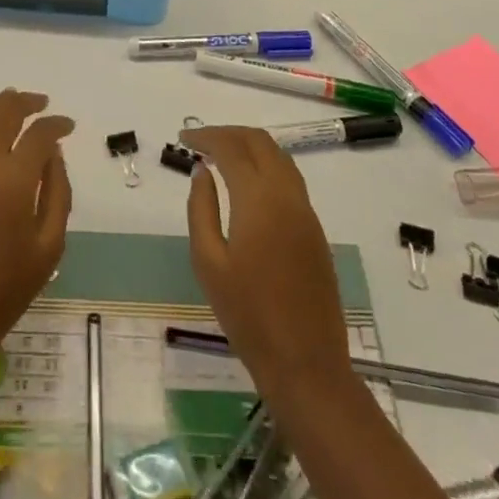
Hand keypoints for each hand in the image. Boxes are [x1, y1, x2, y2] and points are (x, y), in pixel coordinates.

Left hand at [0, 90, 73, 381]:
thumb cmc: (6, 289)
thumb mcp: (49, 245)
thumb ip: (57, 191)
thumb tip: (53, 154)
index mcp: (12, 179)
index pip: (39, 133)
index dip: (56, 124)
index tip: (68, 125)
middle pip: (2, 111)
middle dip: (24, 101)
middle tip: (40, 103)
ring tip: (14, 108)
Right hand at [183, 126, 354, 401]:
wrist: (306, 364)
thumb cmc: (248, 316)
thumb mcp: (208, 262)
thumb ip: (202, 209)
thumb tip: (202, 172)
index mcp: (259, 199)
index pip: (231, 148)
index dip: (206, 136)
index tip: (183, 137)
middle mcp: (287, 194)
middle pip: (259, 142)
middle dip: (229, 133)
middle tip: (201, 141)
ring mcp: (306, 211)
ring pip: (279, 156)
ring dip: (250, 146)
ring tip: (222, 156)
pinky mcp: (315, 229)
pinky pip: (289, 178)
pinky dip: (266, 165)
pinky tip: (247, 184)